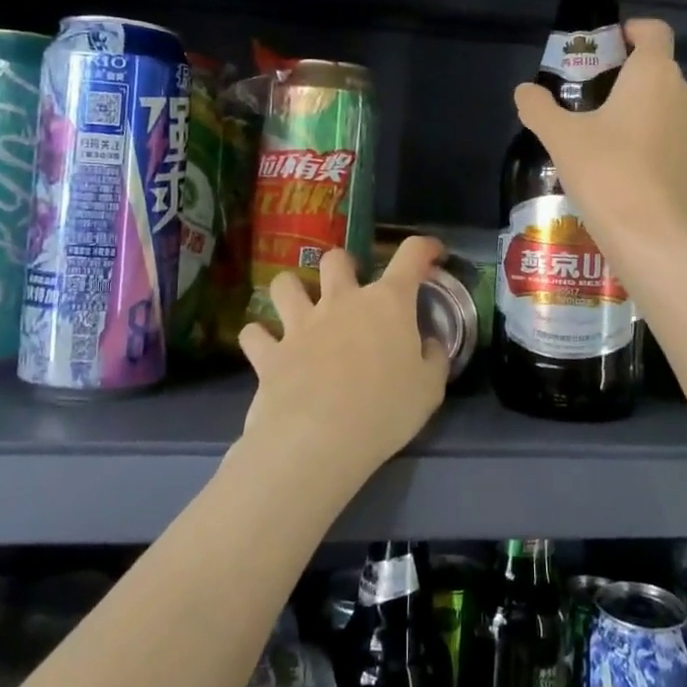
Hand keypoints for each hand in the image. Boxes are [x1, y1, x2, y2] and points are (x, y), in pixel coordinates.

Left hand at [237, 239, 450, 490]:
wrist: (319, 438)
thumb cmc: (385, 411)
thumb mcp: (429, 389)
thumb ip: (433, 359)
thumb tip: (429, 344)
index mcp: (388, 303)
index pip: (411, 256)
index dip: (424, 247)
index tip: (431, 252)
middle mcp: (342, 301)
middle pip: (336, 259)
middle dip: (342, 265)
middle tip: (350, 287)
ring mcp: (300, 323)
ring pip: (285, 284)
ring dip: (291, 289)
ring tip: (299, 306)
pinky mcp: (270, 352)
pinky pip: (254, 333)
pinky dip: (259, 337)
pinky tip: (266, 347)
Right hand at [513, 18, 686, 280]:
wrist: (651, 237)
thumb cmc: (606, 172)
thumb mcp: (561, 137)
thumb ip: (539, 108)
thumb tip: (524, 91)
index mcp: (655, 74)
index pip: (654, 31)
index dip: (631, 31)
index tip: (606, 47)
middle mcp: (685, 94)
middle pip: (658, 71)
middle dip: (628, 78)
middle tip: (592, 98)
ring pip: (667, 107)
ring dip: (641, 112)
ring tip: (606, 137)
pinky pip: (673, 139)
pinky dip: (653, 142)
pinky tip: (625, 168)